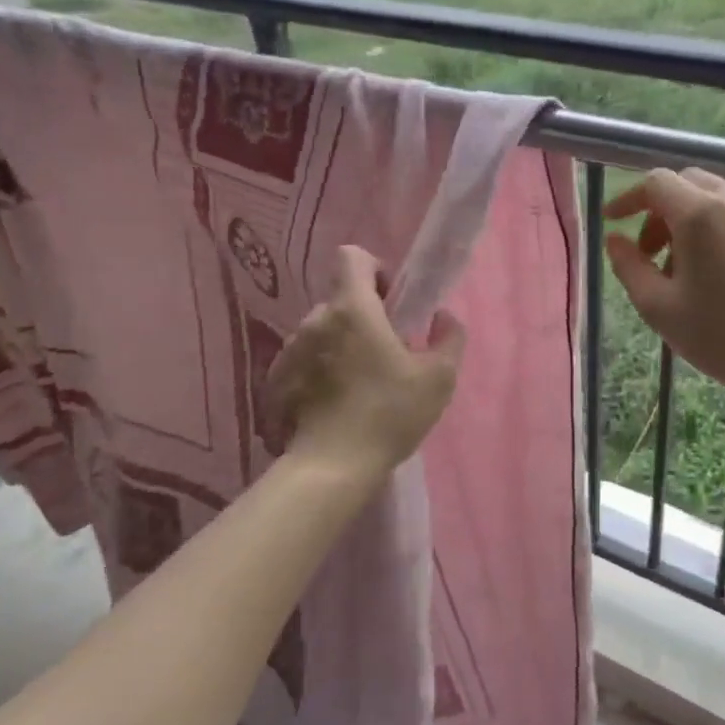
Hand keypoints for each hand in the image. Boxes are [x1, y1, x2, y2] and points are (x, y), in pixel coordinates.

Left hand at [265, 246, 465, 475]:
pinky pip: (303, 359)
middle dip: (364, 316)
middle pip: (340, 299)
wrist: (333, 467)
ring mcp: (289, 350)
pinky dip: (320, 370)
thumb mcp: (439, 378)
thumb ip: (449, 337)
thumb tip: (442, 317)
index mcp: (353, 309)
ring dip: (341, 344)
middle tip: (386, 352)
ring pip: (322, 331)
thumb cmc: (390, 414)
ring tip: (359, 383)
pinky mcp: (275, 380)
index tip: (392, 302)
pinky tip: (335, 403)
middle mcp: (315, 320)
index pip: (352, 257)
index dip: (375, 270)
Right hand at [605, 168, 724, 409]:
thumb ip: (629, 266)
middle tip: (652, 252)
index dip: (629, 198)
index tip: (614, 222)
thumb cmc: (722, 337)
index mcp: (701, 214)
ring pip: (720, 196)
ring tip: (690, 267)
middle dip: (661, 209)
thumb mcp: (659, 308)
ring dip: (694, 218)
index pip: (656, 182)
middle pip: (689, 183)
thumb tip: (615, 239)